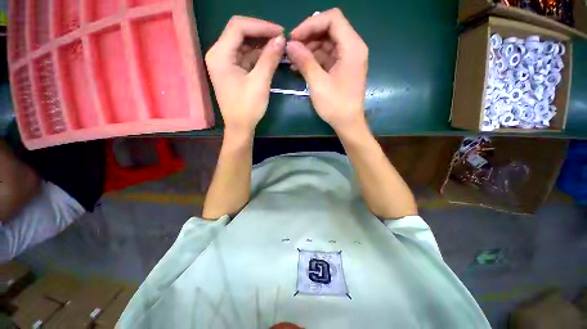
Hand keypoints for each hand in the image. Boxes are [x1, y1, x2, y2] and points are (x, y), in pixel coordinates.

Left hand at [206, 16, 285, 135]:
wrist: (240, 127)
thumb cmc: (247, 108)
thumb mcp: (260, 82)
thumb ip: (269, 58)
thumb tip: (281, 39)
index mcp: (220, 54)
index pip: (239, 27)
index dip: (261, 26)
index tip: (280, 32)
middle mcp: (219, 54)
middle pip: (240, 33)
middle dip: (261, 34)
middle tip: (281, 39)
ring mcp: (225, 63)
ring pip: (244, 45)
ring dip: (261, 44)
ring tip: (279, 47)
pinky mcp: (232, 71)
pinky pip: (245, 57)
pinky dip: (258, 55)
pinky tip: (271, 56)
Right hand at [287, 8, 368, 132]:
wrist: (348, 123)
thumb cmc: (335, 105)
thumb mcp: (318, 83)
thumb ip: (304, 61)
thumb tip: (290, 45)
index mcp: (352, 47)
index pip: (332, 19)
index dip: (311, 24)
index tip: (294, 37)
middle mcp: (353, 48)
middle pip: (330, 29)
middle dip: (309, 36)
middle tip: (292, 49)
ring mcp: (348, 58)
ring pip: (327, 43)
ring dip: (310, 48)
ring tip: (293, 59)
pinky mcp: (343, 68)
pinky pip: (328, 56)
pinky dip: (314, 59)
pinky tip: (301, 66)